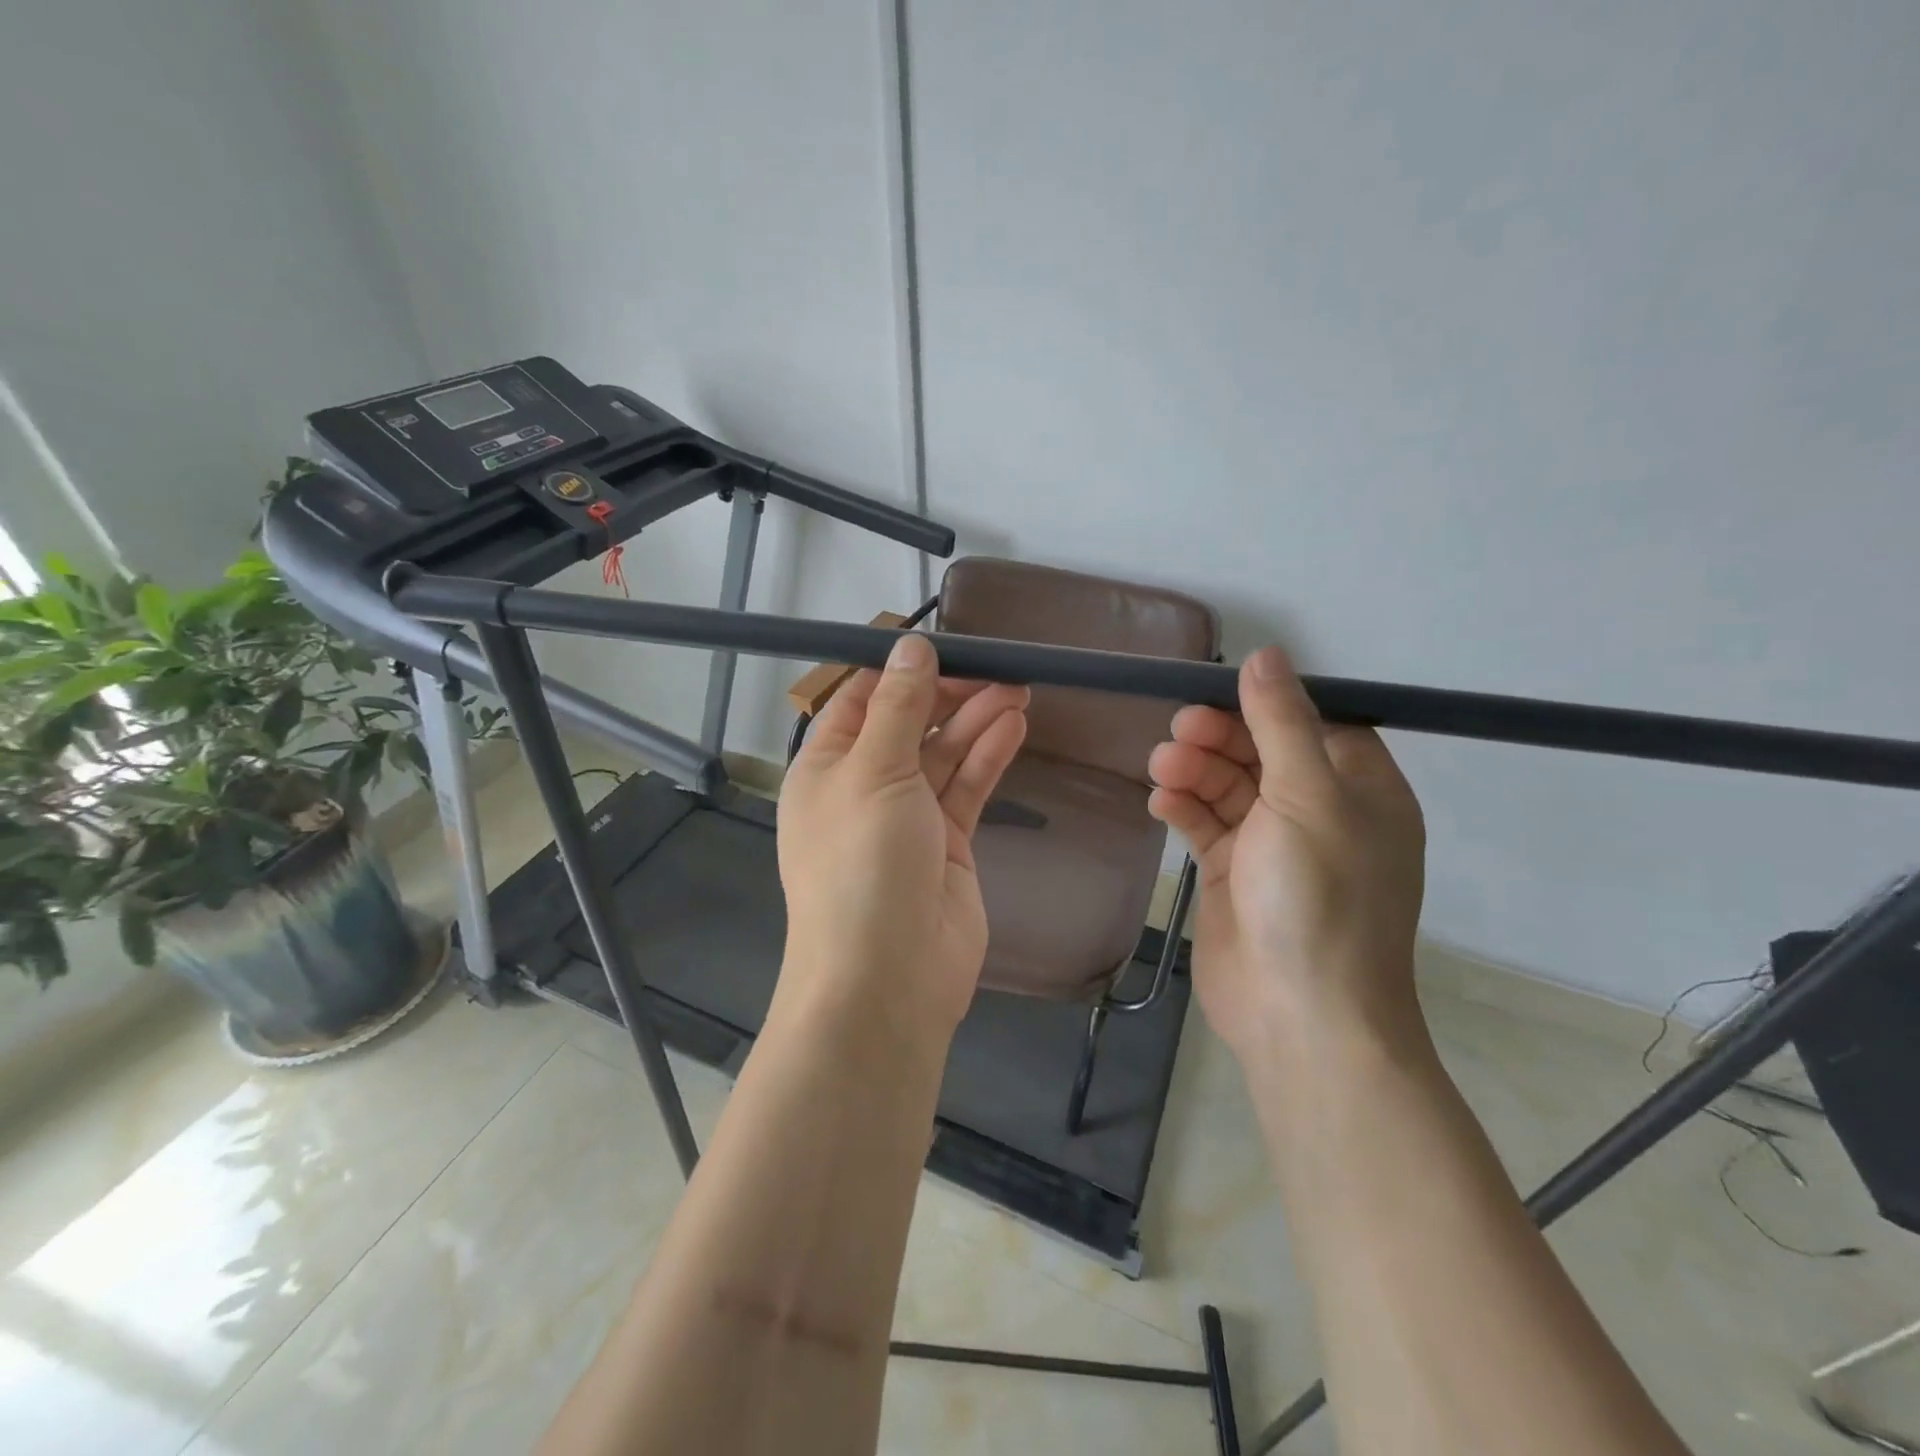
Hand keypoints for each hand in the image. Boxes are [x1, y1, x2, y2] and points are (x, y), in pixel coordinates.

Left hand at [776, 634, 1028, 1043]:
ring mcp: (907, 818)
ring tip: (1018, 689)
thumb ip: (899, 708)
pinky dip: (987, 757)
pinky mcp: (947, 845)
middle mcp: (863, 788)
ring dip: (975, 721)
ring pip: (943, 754)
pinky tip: (1014, 726)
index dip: (900, 672)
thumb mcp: (874, 772)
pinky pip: (965, 788)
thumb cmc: (863, 864)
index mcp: (825, 768)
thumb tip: (910, 646)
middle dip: (949, 695)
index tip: (945, 646)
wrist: (887, 978)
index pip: (860, 702)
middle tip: (998, 669)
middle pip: (908, 725)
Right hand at [1146, 646, 1425, 1059]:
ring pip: (1228, 786)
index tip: (1218, 691)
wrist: (1299, 1013)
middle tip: (1179, 731)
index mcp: (1359, 789)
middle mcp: (1319, 811)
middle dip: (1220, 737)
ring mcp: (1273, 844)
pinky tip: (1162, 802)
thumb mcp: (1307, 797)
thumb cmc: (1318, 896)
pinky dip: (1184, 807)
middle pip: (1262, 751)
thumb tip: (1266, 654)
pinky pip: (1206, 824)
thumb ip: (1281, 723)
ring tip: (1162, 767)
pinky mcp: (1232, 872)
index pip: (1313, 723)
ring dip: (1195, 770)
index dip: (1266, 704)